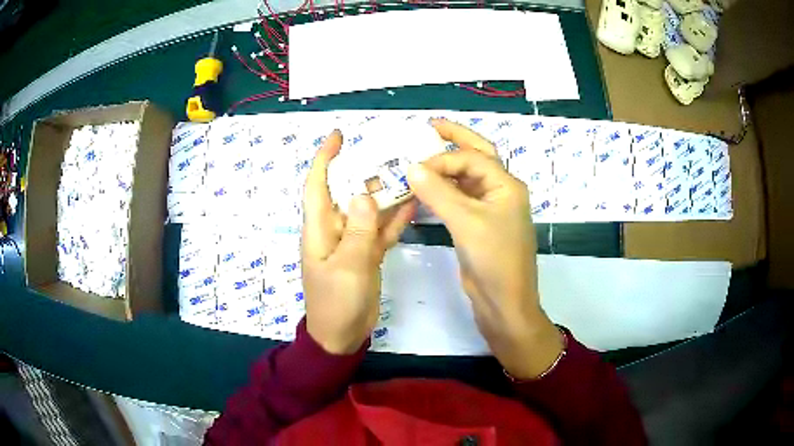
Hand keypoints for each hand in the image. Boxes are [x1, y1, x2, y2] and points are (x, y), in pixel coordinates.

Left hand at [301, 130, 415, 354]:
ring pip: (369, 209)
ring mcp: (353, 242)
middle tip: (390, 152)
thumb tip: (364, 194)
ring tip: (408, 171)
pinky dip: (395, 218)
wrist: (342, 335)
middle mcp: (335, 229)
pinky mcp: (367, 254)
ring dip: (385, 193)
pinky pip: (381, 230)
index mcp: (320, 229)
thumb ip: (358, 231)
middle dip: (365, 170)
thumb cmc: (336, 303)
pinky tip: (413, 203)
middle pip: (348, 192)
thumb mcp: (348, 267)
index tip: (338, 136)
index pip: (318, 186)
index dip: (325, 159)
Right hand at [406, 119, 562, 378]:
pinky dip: (443, 191)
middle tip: (430, 125)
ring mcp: (490, 209)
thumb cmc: (494, 260)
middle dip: (455, 139)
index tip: (412, 166)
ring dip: (446, 168)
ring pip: (466, 178)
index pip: (471, 158)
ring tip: (421, 155)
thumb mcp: (466, 222)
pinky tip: (425, 188)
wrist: (504, 302)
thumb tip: (411, 167)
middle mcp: (500, 191)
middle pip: (477, 156)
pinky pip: (459, 199)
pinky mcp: (478, 225)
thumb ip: (438, 192)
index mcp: (506, 185)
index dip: (441, 159)